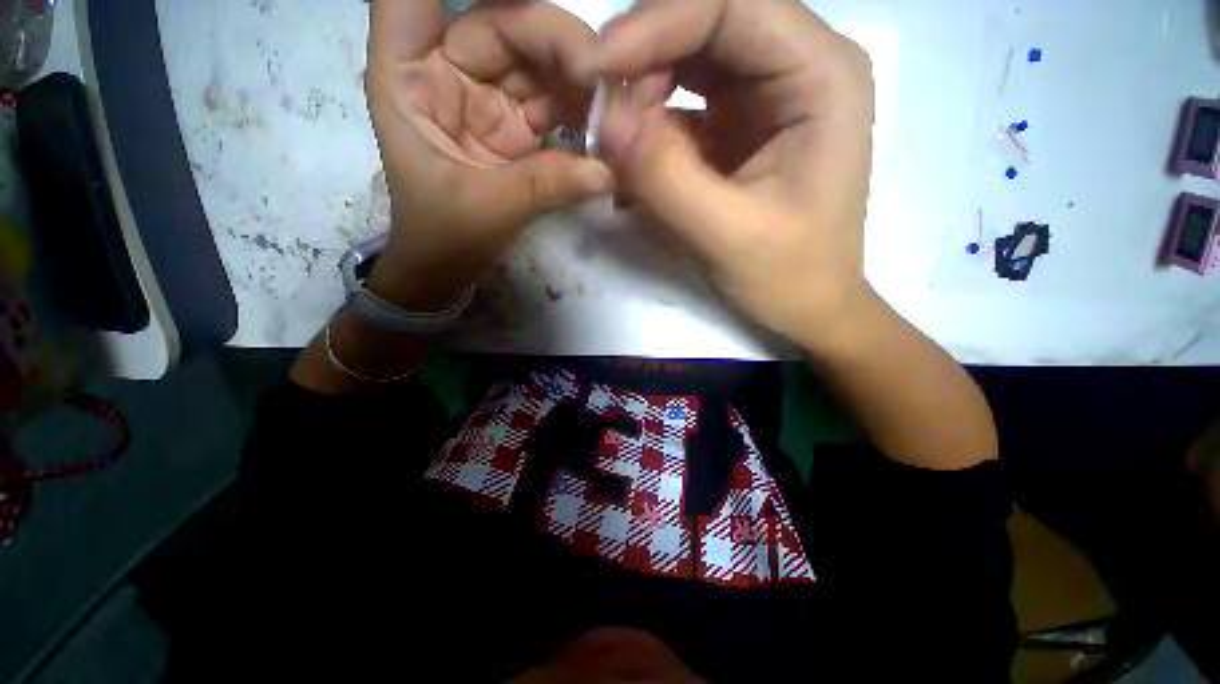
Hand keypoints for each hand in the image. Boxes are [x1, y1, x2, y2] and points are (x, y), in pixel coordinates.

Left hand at [364, 0, 611, 310]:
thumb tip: (608, 171)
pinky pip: (552, 101)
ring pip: (535, 60)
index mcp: (407, 76)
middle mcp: (444, 71)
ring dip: (577, 75)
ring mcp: (485, 97)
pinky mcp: (514, 124)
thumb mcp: (487, 208)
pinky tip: (605, 119)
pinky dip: (580, 108)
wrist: (451, 265)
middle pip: (502, 25)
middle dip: (556, 42)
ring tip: (614, 99)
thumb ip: (545, 185)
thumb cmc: (445, 235)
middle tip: (604, 74)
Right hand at [581, 0, 875, 345]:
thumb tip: (603, 121)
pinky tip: (634, 162)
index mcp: (820, 75)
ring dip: (642, 94)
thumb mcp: (726, 235)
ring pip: (689, 60)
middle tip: (600, 114)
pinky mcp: (740, 126)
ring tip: (616, 146)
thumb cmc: (787, 276)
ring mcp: (767, 95)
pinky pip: (685, 103)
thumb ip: (665, 178)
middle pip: (705, 23)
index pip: (730, 5)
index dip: (653, 24)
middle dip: (642, 60)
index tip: (593, 68)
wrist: (808, 307)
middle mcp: (798, 66)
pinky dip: (651, 126)